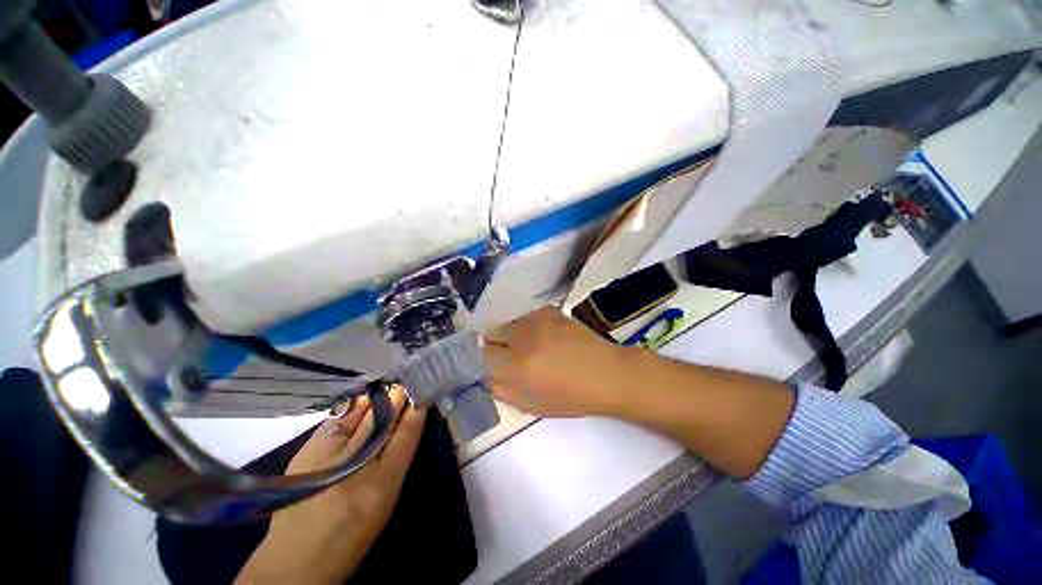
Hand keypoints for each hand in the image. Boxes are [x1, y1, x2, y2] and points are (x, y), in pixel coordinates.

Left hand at [236, 386, 425, 584]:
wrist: (294, 562)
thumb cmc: (351, 538)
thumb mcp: (384, 505)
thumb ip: (396, 463)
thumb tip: (406, 426)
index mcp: (380, 487)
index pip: (406, 436)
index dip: (416, 410)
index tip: (423, 394)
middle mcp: (354, 468)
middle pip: (382, 421)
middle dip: (397, 399)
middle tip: (406, 385)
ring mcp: (325, 459)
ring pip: (358, 416)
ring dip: (376, 400)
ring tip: (386, 390)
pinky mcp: (304, 455)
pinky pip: (334, 422)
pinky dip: (351, 409)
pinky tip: (360, 403)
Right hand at [482, 306, 629, 417]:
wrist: (606, 373)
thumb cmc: (571, 397)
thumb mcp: (532, 406)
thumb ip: (501, 391)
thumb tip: (485, 374)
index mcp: (518, 368)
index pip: (483, 354)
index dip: (487, 360)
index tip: (496, 363)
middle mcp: (524, 339)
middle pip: (490, 332)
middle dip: (495, 343)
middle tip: (510, 353)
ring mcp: (538, 320)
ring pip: (507, 321)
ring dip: (510, 332)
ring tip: (527, 343)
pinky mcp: (550, 311)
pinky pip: (525, 314)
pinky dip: (526, 323)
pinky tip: (540, 333)